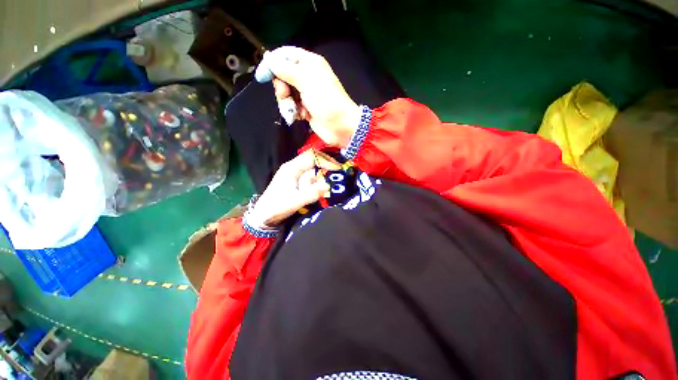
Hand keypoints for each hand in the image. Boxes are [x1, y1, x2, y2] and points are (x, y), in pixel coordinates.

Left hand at [247, 150, 340, 227]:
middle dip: (327, 163)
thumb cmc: (276, 207)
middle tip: (339, 170)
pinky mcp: (298, 181)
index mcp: (291, 168)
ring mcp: (296, 174)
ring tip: (335, 178)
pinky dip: (320, 179)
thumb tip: (327, 186)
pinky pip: (312, 176)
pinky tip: (325, 186)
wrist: (264, 215)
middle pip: (314, 158)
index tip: (337, 169)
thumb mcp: (294, 201)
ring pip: (314, 167)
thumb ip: (311, 194)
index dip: (325, 160)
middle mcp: (294, 168)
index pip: (311, 156)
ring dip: (324, 172)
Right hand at [259, 46, 361, 147]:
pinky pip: (292, 107)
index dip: (272, 63)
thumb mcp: (306, 80)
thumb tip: (269, 59)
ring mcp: (306, 94)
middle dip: (281, 87)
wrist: (341, 127)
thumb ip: (286, 69)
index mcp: (309, 63)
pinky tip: (301, 116)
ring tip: (296, 109)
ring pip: (286, 93)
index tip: (263, 76)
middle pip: (282, 76)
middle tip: (285, 95)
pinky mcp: (306, 109)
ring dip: (287, 102)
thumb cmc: (326, 101)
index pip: (285, 55)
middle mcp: (307, 77)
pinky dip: (293, 112)